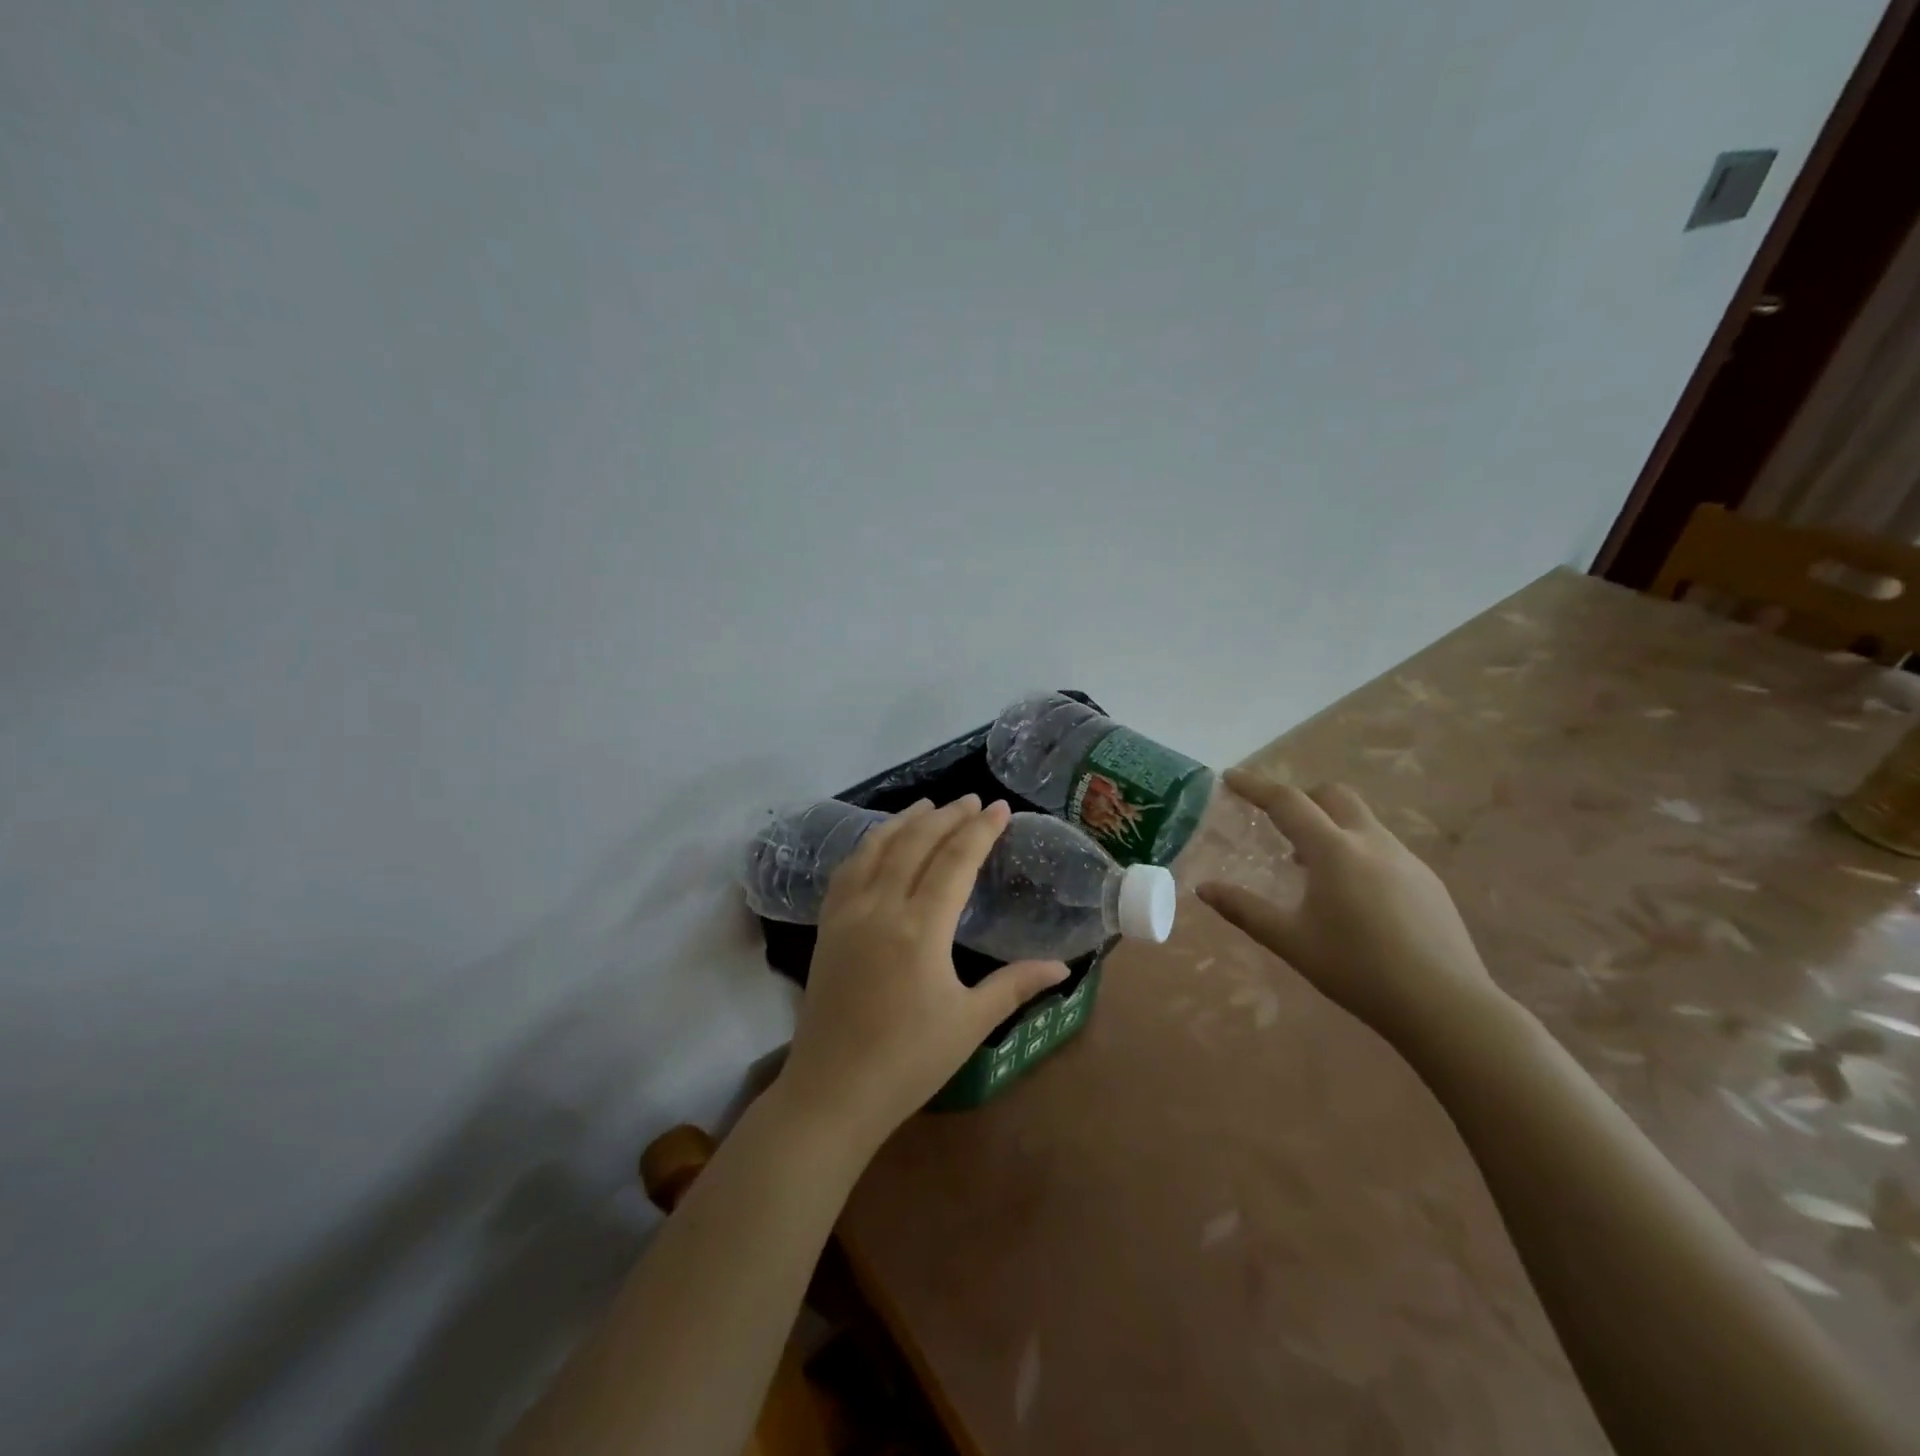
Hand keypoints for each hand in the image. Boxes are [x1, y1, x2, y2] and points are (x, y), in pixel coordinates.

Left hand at [777, 796, 1068, 1149]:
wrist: (832, 1091)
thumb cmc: (909, 1061)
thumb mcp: (970, 1023)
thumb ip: (1015, 985)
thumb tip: (1063, 966)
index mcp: (921, 929)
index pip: (955, 861)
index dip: (980, 831)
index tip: (1000, 808)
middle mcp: (881, 908)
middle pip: (916, 844)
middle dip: (947, 816)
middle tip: (973, 800)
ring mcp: (848, 914)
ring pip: (877, 848)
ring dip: (906, 821)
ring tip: (929, 804)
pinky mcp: (827, 926)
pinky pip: (848, 869)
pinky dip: (869, 844)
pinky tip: (880, 841)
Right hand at [1197, 769, 1502, 1049]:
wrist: (1446, 1007)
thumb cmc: (1358, 970)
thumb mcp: (1291, 941)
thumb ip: (1244, 910)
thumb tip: (1203, 889)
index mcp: (1334, 851)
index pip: (1287, 802)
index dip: (1255, 786)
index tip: (1230, 777)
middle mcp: (1372, 842)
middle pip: (1332, 796)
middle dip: (1301, 798)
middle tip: (1277, 824)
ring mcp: (1406, 860)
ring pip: (1360, 821)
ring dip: (1329, 827)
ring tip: (1310, 868)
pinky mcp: (1428, 881)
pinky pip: (1382, 848)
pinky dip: (1355, 851)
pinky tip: (1352, 896)